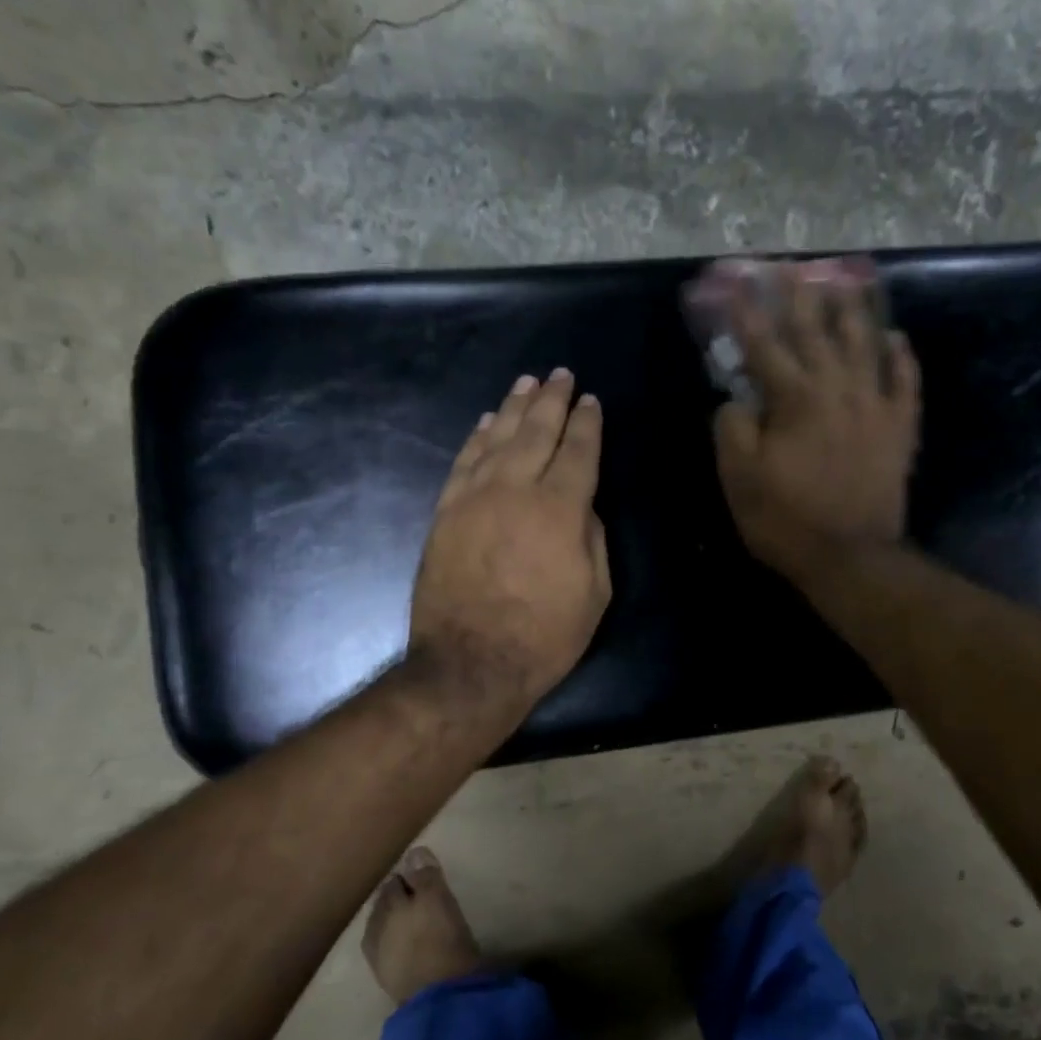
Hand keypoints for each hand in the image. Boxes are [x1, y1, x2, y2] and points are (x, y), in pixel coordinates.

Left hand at [409, 369, 610, 718]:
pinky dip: (477, 438)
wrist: (470, 664)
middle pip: (536, 432)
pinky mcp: (445, 512)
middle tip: (561, 375)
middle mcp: (515, 489)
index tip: (591, 401)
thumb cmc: (545, 636)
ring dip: (514, 407)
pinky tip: (487, 422)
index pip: (578, 451)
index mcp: (560, 509)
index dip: (587, 424)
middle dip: (552, 401)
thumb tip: (581, 505)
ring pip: (497, 438)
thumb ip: (592, 538)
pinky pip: (464, 462)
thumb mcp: (595, 593)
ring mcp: (474, 497)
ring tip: (527, 383)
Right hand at [711, 259, 921, 583]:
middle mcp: (838, 389)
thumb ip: (732, 429)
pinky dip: (901, 358)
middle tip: (792, 268)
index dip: (748, 314)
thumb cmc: (786, 520)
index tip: (738, 283)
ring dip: (854, 311)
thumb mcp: (739, 479)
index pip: (765, 346)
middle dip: (800, 298)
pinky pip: (905, 382)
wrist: (850, 557)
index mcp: (795, 399)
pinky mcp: (899, 430)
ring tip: (847, 283)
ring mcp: (875, 406)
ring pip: (865, 345)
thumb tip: (736, 399)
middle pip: (817, 332)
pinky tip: (897, 338)